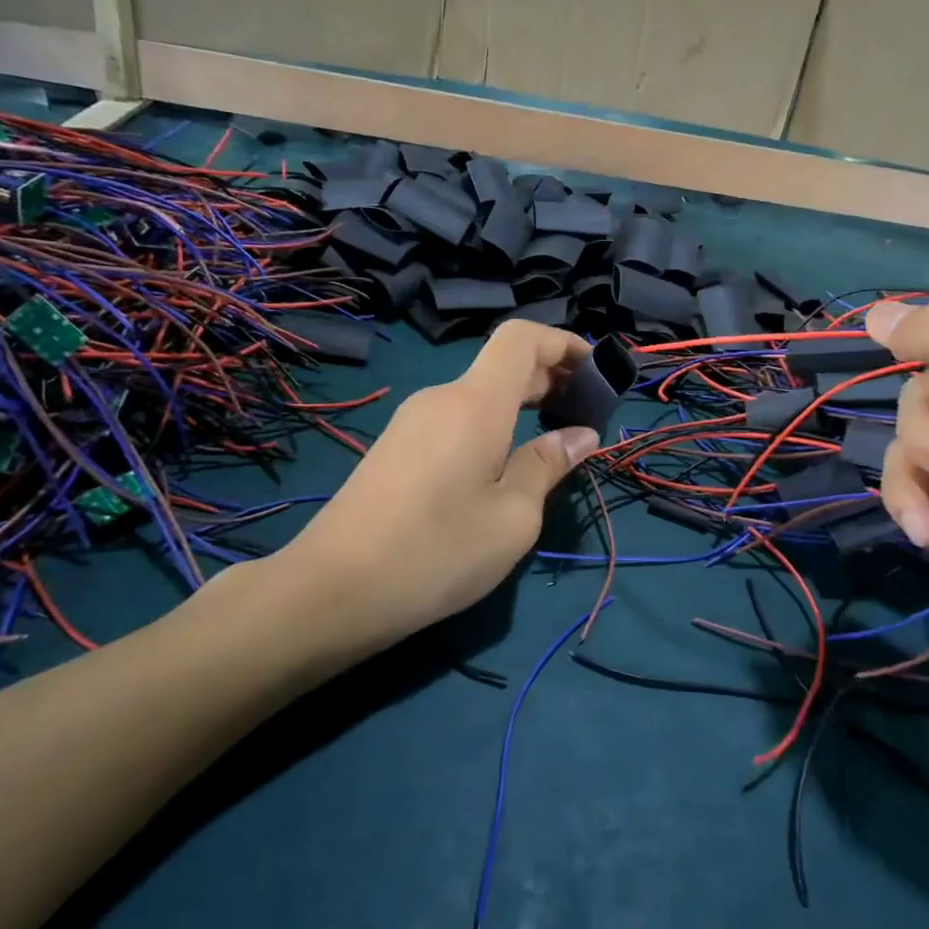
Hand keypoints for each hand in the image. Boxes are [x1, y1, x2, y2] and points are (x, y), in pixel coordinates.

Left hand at [278, 320, 600, 649]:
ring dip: (521, 406)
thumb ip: (548, 466)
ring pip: (478, 396)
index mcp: (475, 403)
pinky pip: (455, 420)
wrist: (332, 589)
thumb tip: (581, 435)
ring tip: (550, 445)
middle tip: (585, 416)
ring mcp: (412, 422)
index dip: (564, 343)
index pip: (522, 338)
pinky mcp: (395, 448)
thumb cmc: (436, 553)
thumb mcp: (512, 517)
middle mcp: (441, 398)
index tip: (596, 373)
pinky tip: (501, 468)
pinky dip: (491, 427)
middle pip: (502, 365)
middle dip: (551, 379)